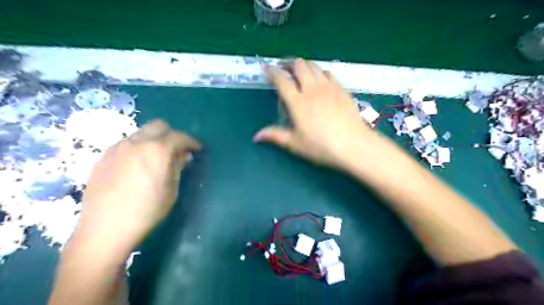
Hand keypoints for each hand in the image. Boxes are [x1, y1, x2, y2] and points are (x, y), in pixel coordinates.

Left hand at [77, 121, 201, 251]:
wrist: (106, 228)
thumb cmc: (147, 211)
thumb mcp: (171, 190)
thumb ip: (178, 167)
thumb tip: (184, 156)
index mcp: (157, 150)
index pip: (180, 136)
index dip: (192, 141)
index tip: (197, 149)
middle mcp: (136, 143)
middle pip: (159, 126)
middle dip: (172, 135)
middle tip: (177, 150)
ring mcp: (117, 148)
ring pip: (141, 134)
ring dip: (154, 141)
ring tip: (156, 159)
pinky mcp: (103, 157)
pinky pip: (126, 145)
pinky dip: (138, 149)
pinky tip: (136, 167)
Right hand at [254, 58, 385, 170]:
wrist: (353, 144)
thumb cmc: (321, 146)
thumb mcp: (295, 144)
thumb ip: (275, 136)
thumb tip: (256, 136)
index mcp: (298, 102)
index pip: (281, 80)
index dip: (272, 72)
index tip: (266, 68)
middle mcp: (312, 89)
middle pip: (299, 65)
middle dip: (288, 63)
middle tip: (283, 68)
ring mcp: (328, 87)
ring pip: (314, 66)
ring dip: (304, 65)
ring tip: (299, 71)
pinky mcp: (341, 89)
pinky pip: (328, 73)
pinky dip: (320, 72)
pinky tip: (320, 79)